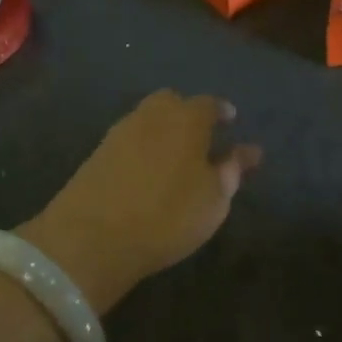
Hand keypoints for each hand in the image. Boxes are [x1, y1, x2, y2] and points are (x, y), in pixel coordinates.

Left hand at [14, 92, 261, 313]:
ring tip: (175, 157)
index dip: (222, 111)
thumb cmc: (168, 216)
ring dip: (162, 129)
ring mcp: (118, 133)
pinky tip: (147, 171)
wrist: (92, 239)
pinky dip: (142, 147)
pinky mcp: (96, 155)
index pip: (209, 104)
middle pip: (171, 102)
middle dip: (187, 113)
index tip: (230, 121)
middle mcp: (151, 116)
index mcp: (186, 119)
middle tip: (201, 137)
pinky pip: (128, 140)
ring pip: (146, 119)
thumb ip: (232, 170)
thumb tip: (250, 150)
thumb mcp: (214, 199)